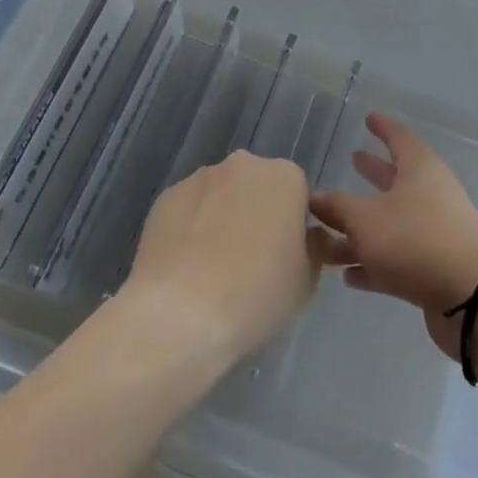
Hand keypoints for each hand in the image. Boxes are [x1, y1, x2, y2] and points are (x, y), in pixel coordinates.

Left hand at [120, 151, 323, 370]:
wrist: (179, 312)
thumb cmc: (255, 294)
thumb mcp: (306, 281)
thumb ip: (312, 248)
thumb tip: (307, 238)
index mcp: (285, 177)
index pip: (298, 195)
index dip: (294, 228)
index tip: (286, 259)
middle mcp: (243, 165)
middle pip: (257, 188)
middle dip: (257, 216)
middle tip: (252, 264)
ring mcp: (200, 178)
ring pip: (221, 196)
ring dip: (222, 220)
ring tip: (213, 271)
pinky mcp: (165, 197)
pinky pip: (189, 211)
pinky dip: (190, 230)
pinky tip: (185, 269)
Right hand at [309, 113, 477, 359]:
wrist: (468, 296)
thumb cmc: (414, 240)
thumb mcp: (365, 220)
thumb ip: (337, 208)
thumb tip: (313, 197)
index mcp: (419, 169)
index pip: (399, 137)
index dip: (382, 127)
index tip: (368, 118)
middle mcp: (430, 194)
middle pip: (396, 179)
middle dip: (373, 172)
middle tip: (352, 159)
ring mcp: (435, 232)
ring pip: (392, 223)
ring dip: (362, 228)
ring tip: (329, 232)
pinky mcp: (434, 268)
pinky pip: (397, 258)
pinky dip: (374, 262)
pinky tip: (348, 275)